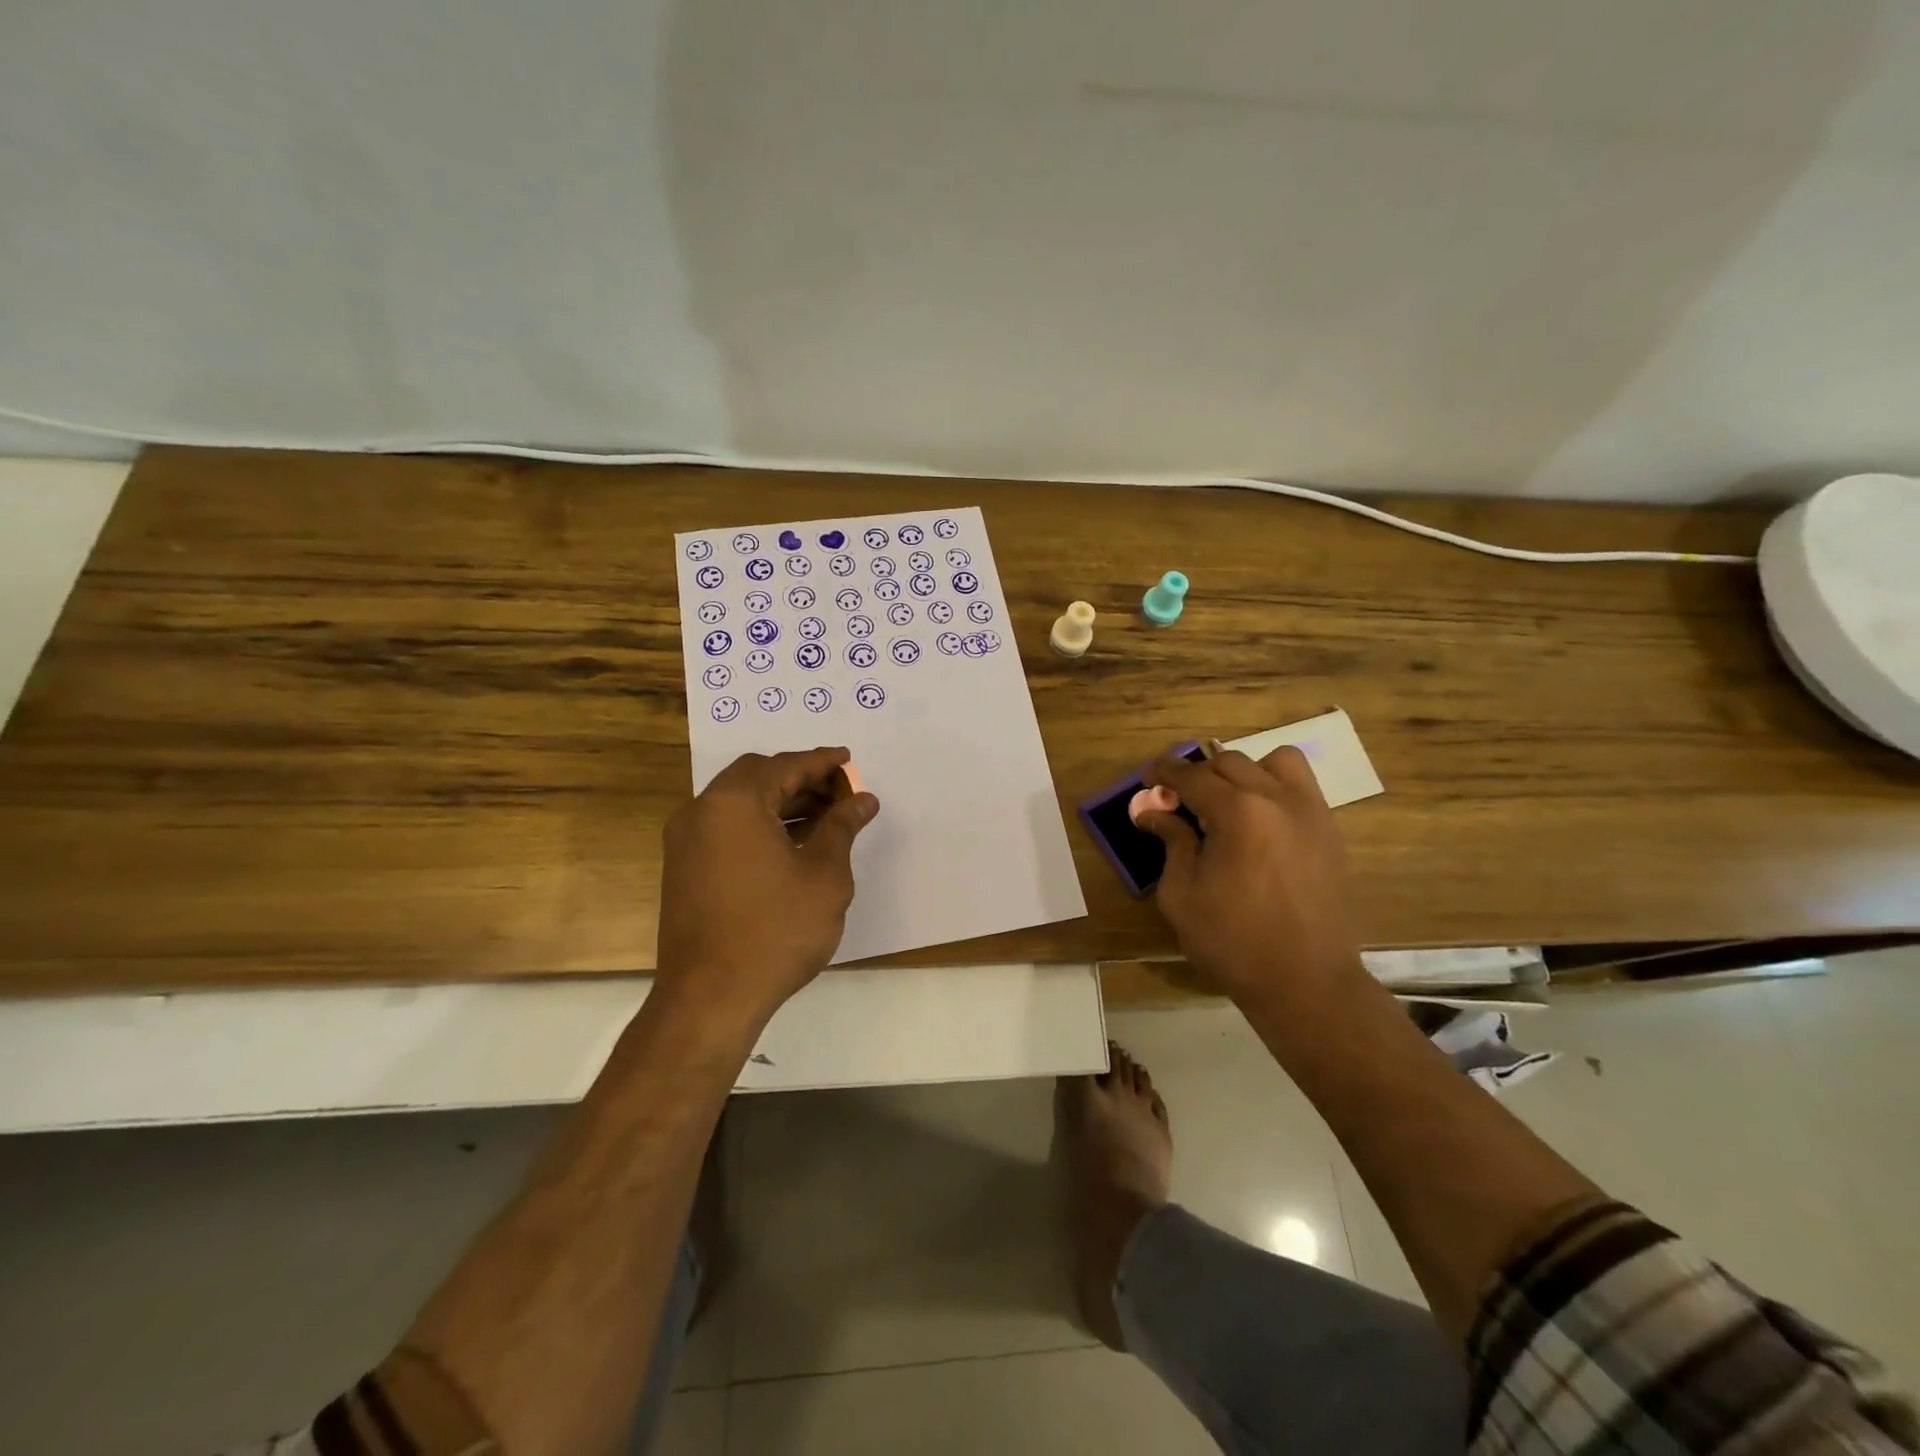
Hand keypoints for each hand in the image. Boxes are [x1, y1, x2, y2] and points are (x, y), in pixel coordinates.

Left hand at [655, 747, 879, 1026]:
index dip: (822, 762)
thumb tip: (862, 799)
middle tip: (839, 792)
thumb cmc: (776, 931)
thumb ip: (842, 827)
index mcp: (734, 803)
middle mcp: (702, 811)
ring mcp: (686, 840)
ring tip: (825, 818)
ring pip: (739, 801)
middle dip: (801, 778)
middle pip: (757, 776)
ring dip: (781, 801)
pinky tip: (792, 844)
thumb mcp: (824, 875)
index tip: (849, 760)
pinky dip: (759, 823)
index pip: (785, 766)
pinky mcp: (683, 867)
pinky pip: (726, 826)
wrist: (710, 998)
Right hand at [1135, 746, 1370, 1012]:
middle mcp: (1278, 799)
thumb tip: (1152, 812)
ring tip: (1228, 803)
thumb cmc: (1232, 941)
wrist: (1306, 982)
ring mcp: (1311, 813)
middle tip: (1178, 801)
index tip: (1147, 780)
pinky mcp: (1330, 832)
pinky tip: (1259, 823)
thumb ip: (1170, 842)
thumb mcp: (1181, 894)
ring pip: (1275, 762)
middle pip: (1229, 762)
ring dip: (1244, 772)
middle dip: (1198, 774)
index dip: (1164, 772)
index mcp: (1238, 812)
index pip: (1192, 775)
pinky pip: (1302, 787)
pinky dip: (1275, 788)